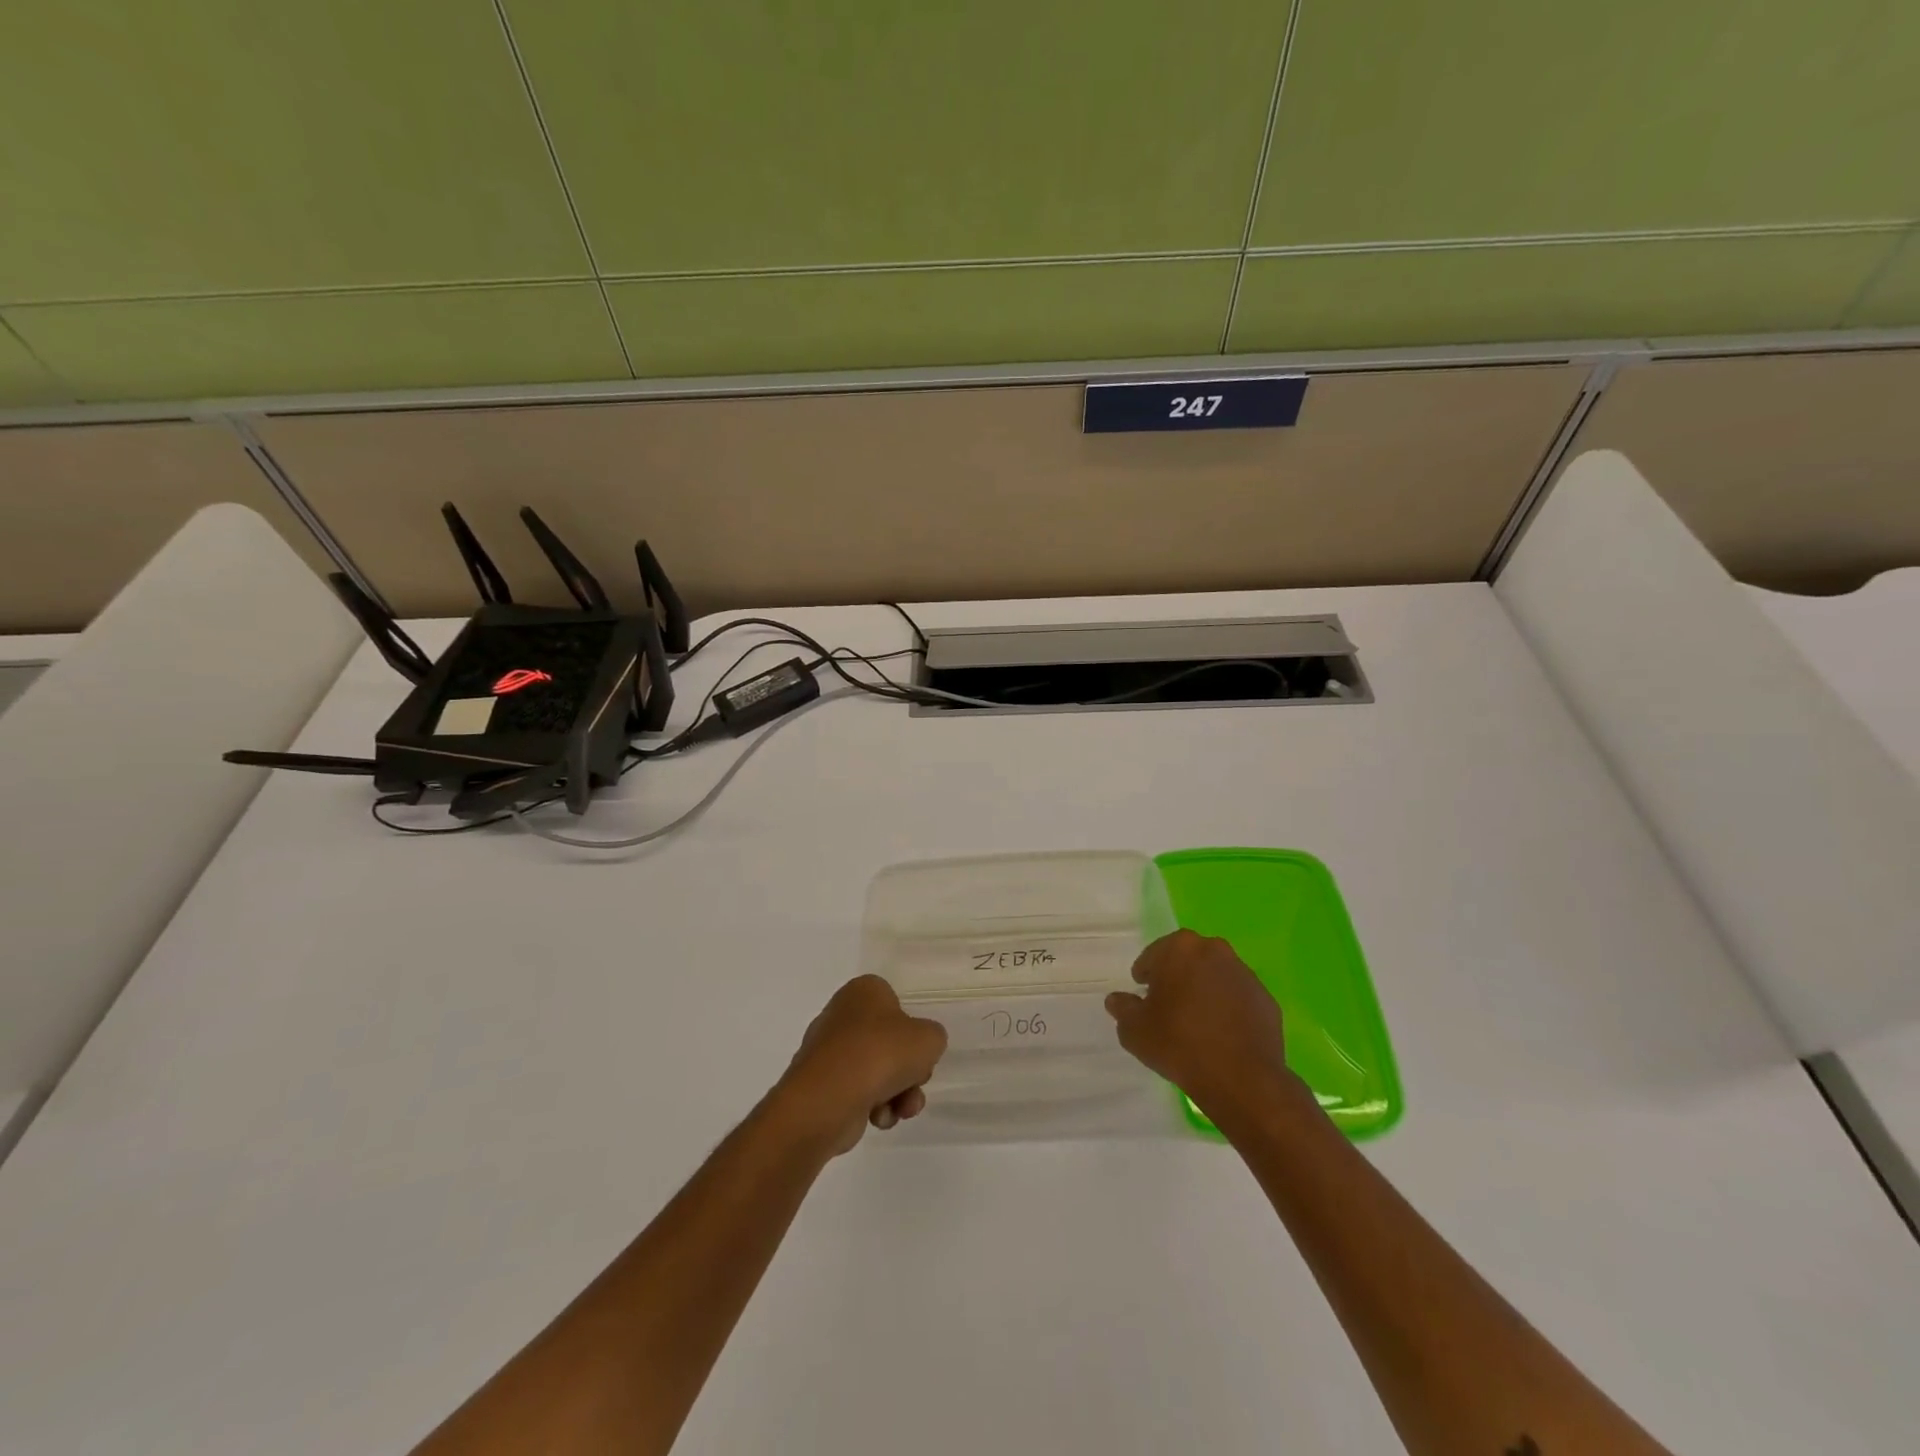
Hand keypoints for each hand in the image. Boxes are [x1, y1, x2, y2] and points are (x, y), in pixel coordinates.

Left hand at [773, 975, 947, 1154]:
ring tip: (902, 1109)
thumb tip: (917, 1051)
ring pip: (877, 1072)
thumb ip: (933, 1038)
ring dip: (898, 1094)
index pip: (896, 1005)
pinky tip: (878, 1117)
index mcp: (863, 991)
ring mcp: (829, 1052)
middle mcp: (842, 1015)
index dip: (912, 1031)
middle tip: (916, 1082)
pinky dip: (874, 1107)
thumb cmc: (881, 1054)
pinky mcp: (821, 1086)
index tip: (919, 1051)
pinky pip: (858, 1094)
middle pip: (889, 1043)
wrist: (829, 1098)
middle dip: (908, 1071)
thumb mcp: (929, 1039)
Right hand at [1105, 929, 1304, 1122]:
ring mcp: (1244, 974)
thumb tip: (1117, 1000)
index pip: (1154, 955)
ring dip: (1203, 991)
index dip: (1145, 975)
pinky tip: (1220, 1035)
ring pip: (1214, 976)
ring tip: (1195, 1023)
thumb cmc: (1179, 1044)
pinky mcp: (1266, 999)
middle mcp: (1215, 950)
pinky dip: (1227, 1008)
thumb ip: (1123, 1009)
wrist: (1242, 1079)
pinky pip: (1237, 998)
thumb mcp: (1135, 1030)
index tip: (1143, 995)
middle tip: (1166, 1006)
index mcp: (1181, 948)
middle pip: (1187, 960)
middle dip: (1176, 978)